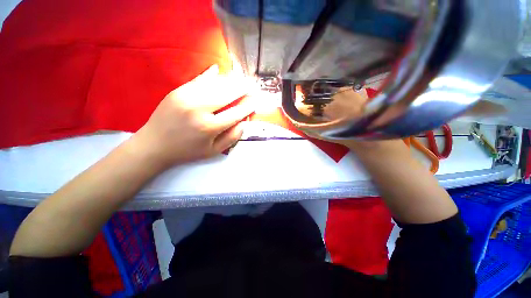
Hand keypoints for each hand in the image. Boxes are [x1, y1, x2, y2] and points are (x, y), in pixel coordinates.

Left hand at [132, 65, 254, 169]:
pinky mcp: (177, 90)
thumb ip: (232, 137)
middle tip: (252, 85)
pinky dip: (211, 75)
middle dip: (242, 88)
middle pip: (227, 93)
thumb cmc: (187, 151)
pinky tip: (219, 70)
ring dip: (230, 80)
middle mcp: (199, 109)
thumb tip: (244, 122)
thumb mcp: (213, 151)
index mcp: (209, 127)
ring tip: (241, 79)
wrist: (154, 145)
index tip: (255, 101)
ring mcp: (187, 96)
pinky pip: (199, 79)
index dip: (248, 106)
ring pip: (215, 84)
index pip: (236, 112)